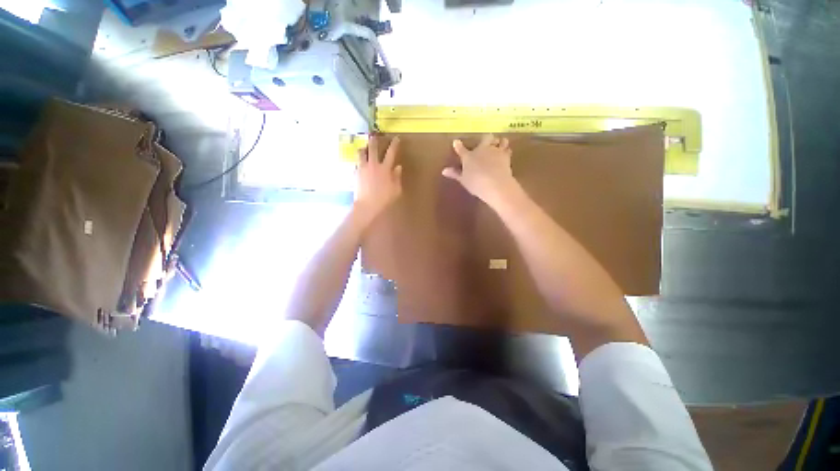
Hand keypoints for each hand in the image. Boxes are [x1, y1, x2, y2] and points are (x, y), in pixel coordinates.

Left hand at [355, 135, 402, 218]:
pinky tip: (360, 165)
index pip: (391, 153)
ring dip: (363, 149)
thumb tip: (398, 167)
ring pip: (361, 153)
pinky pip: (357, 164)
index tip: (396, 138)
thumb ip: (397, 177)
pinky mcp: (355, 174)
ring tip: (364, 148)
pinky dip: (359, 162)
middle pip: (372, 148)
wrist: (367, 205)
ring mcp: (363, 168)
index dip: (394, 144)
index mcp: (385, 168)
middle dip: (374, 140)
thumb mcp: (396, 190)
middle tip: (373, 135)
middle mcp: (373, 165)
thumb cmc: (384, 199)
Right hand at [442, 134, 517, 205]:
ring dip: (500, 142)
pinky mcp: (506, 156)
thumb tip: (444, 170)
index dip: (458, 145)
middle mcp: (482, 150)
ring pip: (500, 141)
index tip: (456, 142)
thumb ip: (455, 174)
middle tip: (487, 142)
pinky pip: (508, 150)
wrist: (495, 184)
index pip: (461, 149)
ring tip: (500, 145)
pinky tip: (507, 153)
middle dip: (486, 139)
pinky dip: (507, 151)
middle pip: (486, 138)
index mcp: (469, 156)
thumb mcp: (463, 180)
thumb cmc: (476, 183)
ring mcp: (495, 151)